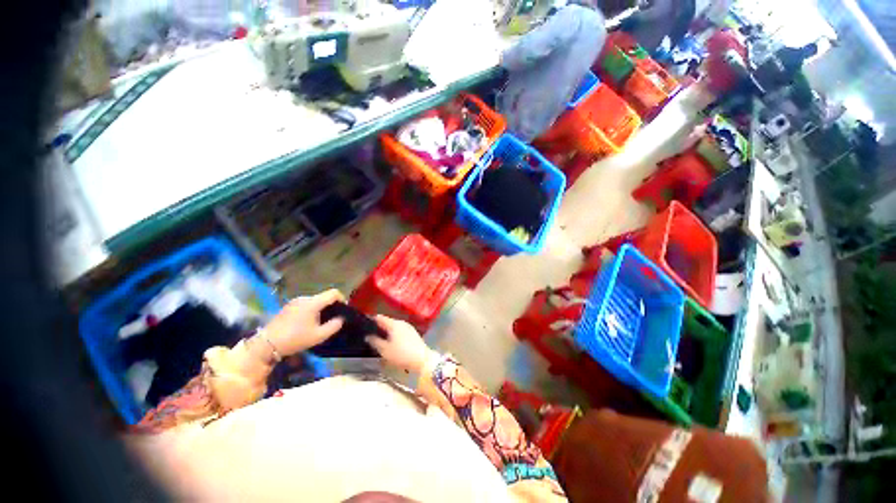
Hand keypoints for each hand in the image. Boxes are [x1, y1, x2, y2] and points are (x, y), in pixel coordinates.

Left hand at [263, 289, 344, 356]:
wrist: (267, 344)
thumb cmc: (295, 338)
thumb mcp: (319, 336)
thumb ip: (334, 325)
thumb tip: (341, 319)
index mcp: (313, 302)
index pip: (333, 293)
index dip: (342, 298)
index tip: (343, 309)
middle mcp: (304, 298)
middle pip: (323, 297)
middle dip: (330, 306)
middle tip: (332, 319)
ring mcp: (294, 301)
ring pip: (314, 301)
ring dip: (320, 308)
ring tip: (320, 322)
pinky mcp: (288, 306)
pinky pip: (305, 304)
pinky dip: (311, 310)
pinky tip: (307, 323)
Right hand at [366, 315, 438, 373]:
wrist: (422, 359)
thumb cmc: (401, 354)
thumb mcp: (385, 350)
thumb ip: (375, 341)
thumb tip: (367, 336)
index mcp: (394, 324)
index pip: (380, 318)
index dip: (371, 319)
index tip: (364, 322)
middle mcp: (401, 322)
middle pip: (388, 321)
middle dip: (379, 326)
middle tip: (369, 331)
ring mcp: (408, 327)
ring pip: (394, 326)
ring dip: (387, 330)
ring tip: (379, 337)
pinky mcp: (413, 333)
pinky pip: (400, 330)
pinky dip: (394, 333)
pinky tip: (391, 340)